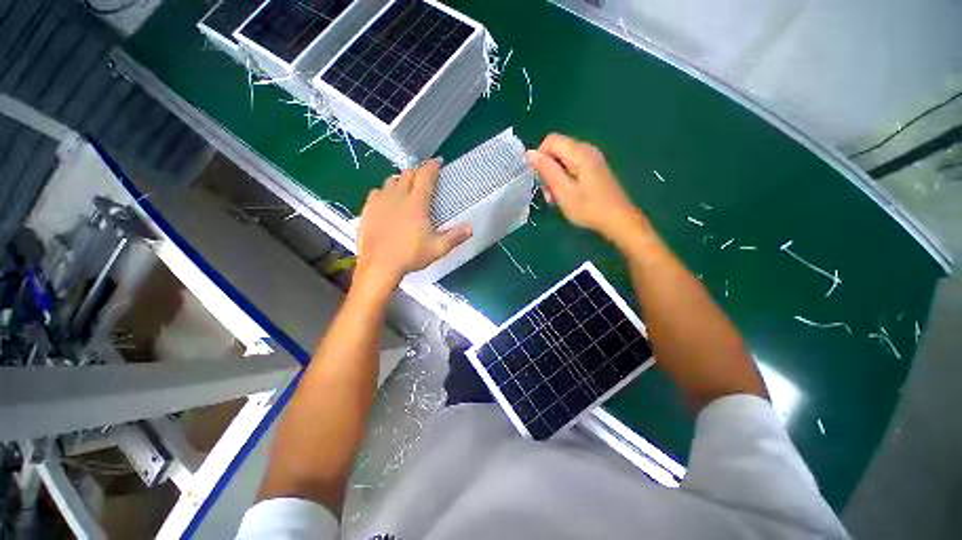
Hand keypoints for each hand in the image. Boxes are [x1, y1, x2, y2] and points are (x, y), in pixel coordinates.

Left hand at [356, 159, 471, 286]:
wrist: (379, 265)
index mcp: (416, 203)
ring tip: (407, 188)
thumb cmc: (411, 255)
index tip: (438, 162)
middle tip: (425, 179)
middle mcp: (398, 196)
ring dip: (401, 180)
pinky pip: (377, 192)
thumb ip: (455, 237)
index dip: (432, 166)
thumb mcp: (438, 248)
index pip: (425, 176)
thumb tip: (471, 227)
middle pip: (408, 174)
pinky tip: (388, 200)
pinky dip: (385, 191)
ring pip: (391, 180)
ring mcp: (380, 201)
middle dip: (418, 172)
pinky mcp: (368, 209)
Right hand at [527, 133, 643, 243]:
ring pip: (563, 160)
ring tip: (556, 198)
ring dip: (555, 178)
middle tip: (548, 194)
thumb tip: (530, 153)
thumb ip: (546, 170)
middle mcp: (587, 149)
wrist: (618, 220)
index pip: (551, 140)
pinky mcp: (595, 169)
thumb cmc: (589, 207)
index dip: (539, 157)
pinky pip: (573, 167)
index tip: (538, 179)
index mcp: (579, 152)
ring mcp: (593, 159)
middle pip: (557, 150)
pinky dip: (565, 179)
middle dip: (547, 170)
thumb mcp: (563, 190)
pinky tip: (566, 196)